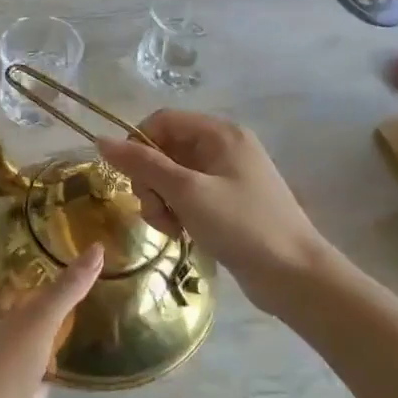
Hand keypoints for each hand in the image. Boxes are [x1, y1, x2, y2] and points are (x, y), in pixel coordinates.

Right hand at [99, 111, 337, 317]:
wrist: (296, 276)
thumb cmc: (242, 225)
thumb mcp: (187, 192)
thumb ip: (143, 164)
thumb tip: (101, 140)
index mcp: (220, 133)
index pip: (162, 121)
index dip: (138, 144)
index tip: (129, 178)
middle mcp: (224, 147)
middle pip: (165, 149)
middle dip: (150, 180)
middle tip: (155, 211)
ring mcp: (227, 176)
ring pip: (173, 176)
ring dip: (161, 200)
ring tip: (170, 227)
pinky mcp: (229, 202)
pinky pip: (188, 195)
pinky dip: (178, 211)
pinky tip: (182, 234)